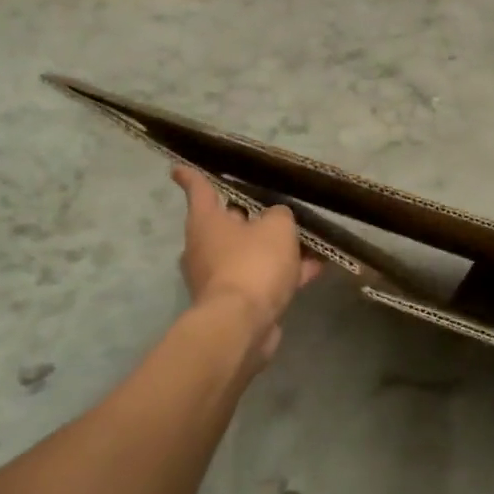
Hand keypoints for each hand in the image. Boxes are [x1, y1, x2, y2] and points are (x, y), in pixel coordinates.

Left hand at [173, 167, 321, 361]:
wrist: (242, 325)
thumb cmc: (253, 264)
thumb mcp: (277, 227)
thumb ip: (279, 215)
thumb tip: (276, 220)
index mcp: (206, 222)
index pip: (199, 190)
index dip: (191, 177)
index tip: (177, 169)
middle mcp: (205, 248)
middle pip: (230, 224)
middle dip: (252, 217)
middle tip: (277, 208)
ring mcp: (220, 277)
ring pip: (252, 253)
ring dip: (278, 249)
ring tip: (311, 240)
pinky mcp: (237, 302)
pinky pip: (264, 279)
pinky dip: (286, 272)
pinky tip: (316, 268)